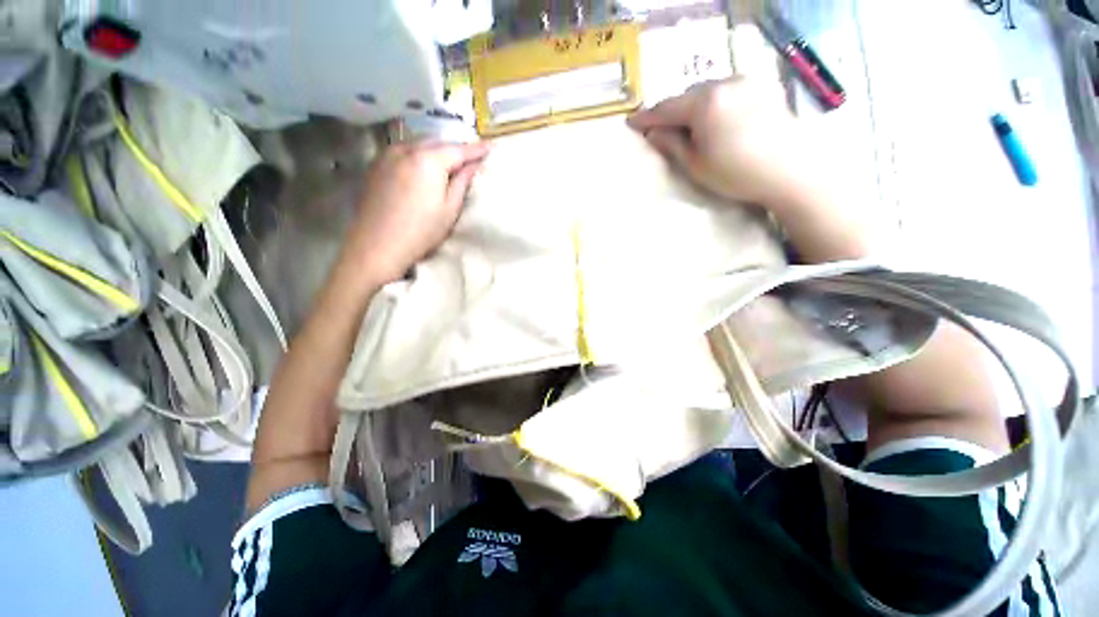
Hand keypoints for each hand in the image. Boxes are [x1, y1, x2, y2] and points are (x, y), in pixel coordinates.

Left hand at [340, 140, 490, 285]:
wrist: (377, 245)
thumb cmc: (421, 232)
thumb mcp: (449, 209)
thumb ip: (462, 182)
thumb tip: (473, 165)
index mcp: (428, 160)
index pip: (459, 149)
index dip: (477, 149)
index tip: (492, 147)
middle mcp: (406, 149)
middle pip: (438, 142)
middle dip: (456, 149)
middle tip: (471, 159)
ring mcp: (388, 155)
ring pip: (419, 144)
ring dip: (436, 151)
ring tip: (449, 163)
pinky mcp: (376, 165)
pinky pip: (404, 151)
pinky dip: (419, 155)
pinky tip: (424, 167)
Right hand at [627, 76, 811, 208]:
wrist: (791, 170)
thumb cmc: (737, 173)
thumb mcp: (695, 165)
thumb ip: (671, 144)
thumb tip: (653, 133)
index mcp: (705, 102)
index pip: (667, 108)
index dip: (647, 117)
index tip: (631, 123)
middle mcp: (725, 83)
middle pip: (687, 96)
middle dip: (672, 112)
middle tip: (659, 129)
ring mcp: (746, 82)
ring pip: (707, 92)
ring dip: (693, 108)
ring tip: (687, 127)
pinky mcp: (762, 87)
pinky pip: (726, 92)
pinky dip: (713, 105)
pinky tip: (713, 121)